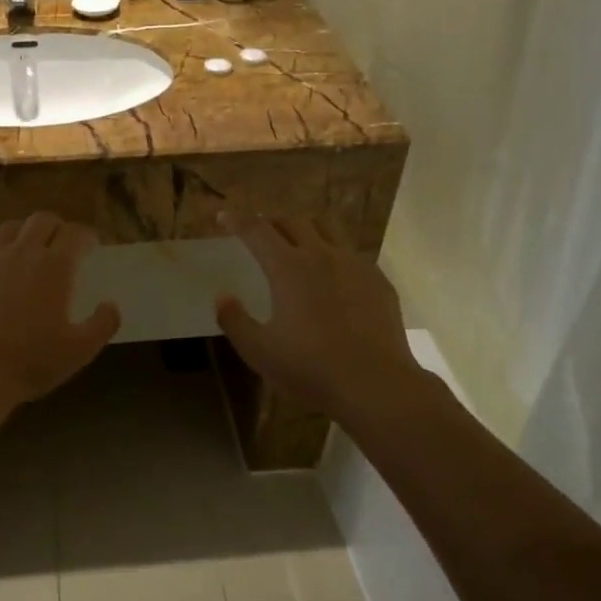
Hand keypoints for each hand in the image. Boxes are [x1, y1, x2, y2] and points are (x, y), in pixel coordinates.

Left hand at [0, 213, 120, 409]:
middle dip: (57, 227)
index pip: (75, 233)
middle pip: (42, 220)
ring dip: (25, 234)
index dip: (86, 236)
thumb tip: (111, 305)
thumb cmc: (31, 361)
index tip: (90, 246)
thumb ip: (103, 324)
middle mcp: (21, 253)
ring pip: (9, 229)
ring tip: (28, 252)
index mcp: (55, 267)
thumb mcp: (80, 350)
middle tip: (62, 244)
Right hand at [215, 214, 419, 419]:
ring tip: (297, 241)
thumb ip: (234, 320)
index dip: (237, 220)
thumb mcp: (258, 350)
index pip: (257, 231)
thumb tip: (222, 296)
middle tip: (259, 232)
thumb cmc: (310, 368)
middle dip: (271, 220)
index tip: (223, 216)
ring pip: (327, 227)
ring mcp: (355, 264)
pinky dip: (333, 251)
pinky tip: (332, 274)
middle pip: (293, 220)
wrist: (375, 384)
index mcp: (288, 268)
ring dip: (305, 227)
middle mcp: (322, 255)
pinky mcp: (378, 280)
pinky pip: (351, 252)